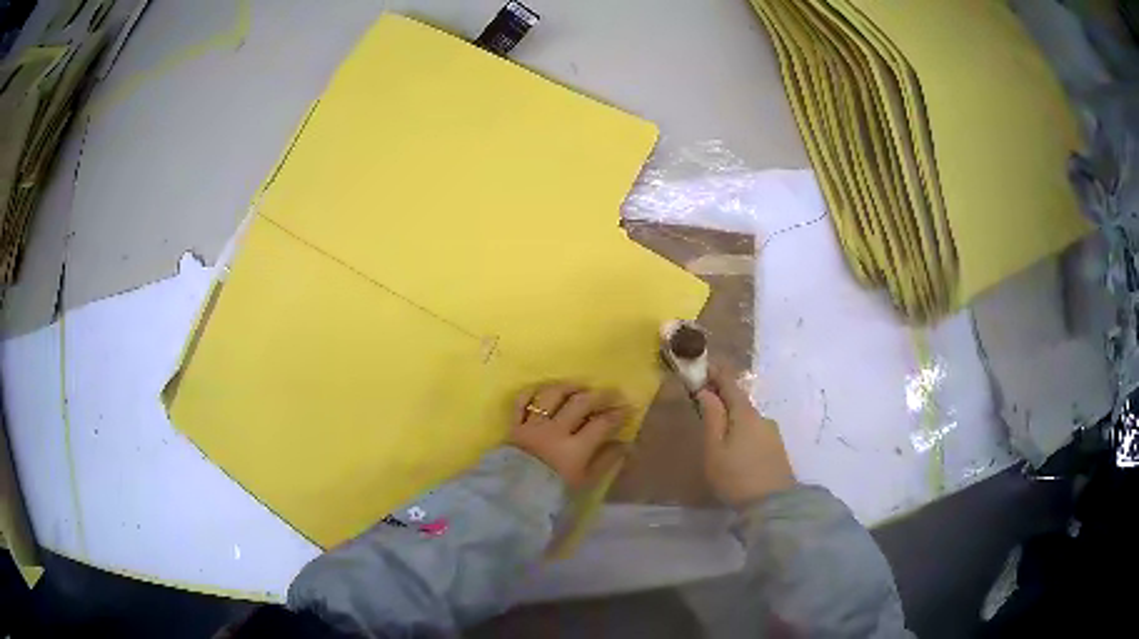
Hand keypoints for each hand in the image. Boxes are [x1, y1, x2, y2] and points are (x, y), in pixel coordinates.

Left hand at [509, 382, 629, 489]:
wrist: (511, 499)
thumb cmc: (552, 494)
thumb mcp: (584, 483)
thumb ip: (605, 461)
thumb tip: (624, 444)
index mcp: (575, 449)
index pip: (601, 424)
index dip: (617, 414)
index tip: (627, 408)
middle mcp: (555, 431)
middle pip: (580, 403)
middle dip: (599, 395)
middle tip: (611, 392)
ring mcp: (533, 425)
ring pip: (552, 396)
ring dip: (568, 387)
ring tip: (580, 387)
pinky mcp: (514, 425)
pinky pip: (521, 401)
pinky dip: (533, 392)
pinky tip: (545, 391)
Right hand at [696, 364, 794, 506]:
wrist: (773, 505)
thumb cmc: (736, 476)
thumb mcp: (715, 449)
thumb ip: (712, 418)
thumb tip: (706, 392)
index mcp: (745, 414)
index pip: (730, 383)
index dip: (715, 373)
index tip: (702, 368)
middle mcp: (762, 418)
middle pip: (740, 401)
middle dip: (722, 398)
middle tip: (703, 403)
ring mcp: (772, 434)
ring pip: (748, 419)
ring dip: (733, 418)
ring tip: (717, 433)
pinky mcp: (777, 450)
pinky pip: (755, 432)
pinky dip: (743, 432)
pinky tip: (736, 449)